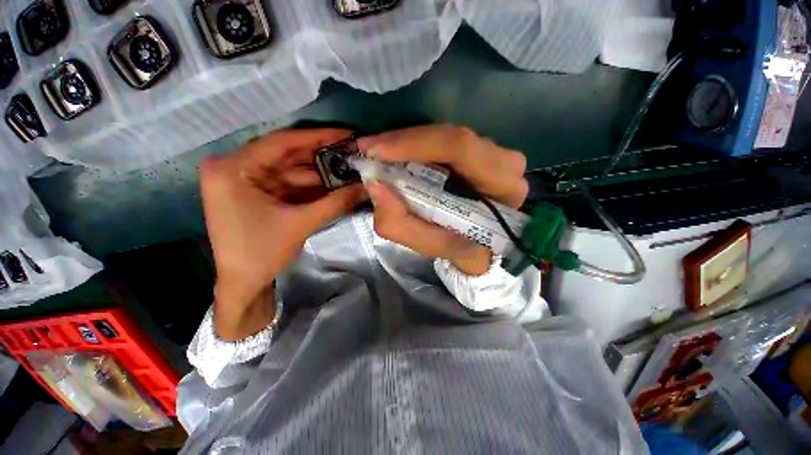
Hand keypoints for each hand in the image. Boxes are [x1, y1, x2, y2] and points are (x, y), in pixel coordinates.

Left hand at [200, 129, 366, 340]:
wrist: (243, 284)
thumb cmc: (261, 254)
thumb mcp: (301, 224)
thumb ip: (336, 203)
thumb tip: (367, 188)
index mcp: (233, 169)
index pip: (281, 142)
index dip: (318, 137)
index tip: (346, 134)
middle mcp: (236, 168)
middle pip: (288, 155)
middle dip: (323, 157)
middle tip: (353, 154)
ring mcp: (247, 180)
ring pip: (293, 170)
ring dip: (322, 174)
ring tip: (350, 171)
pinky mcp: (259, 192)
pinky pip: (291, 184)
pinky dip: (313, 186)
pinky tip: (336, 185)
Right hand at [357, 125, 527, 275]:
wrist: (482, 247)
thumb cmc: (460, 248)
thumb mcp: (431, 246)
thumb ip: (401, 224)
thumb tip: (374, 185)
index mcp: (502, 187)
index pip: (459, 148)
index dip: (414, 144)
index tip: (375, 150)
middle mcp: (505, 163)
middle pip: (451, 136)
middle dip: (404, 141)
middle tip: (369, 149)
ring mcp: (496, 153)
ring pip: (446, 136)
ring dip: (409, 144)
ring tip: (379, 154)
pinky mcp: (482, 151)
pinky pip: (445, 141)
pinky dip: (418, 146)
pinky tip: (398, 155)